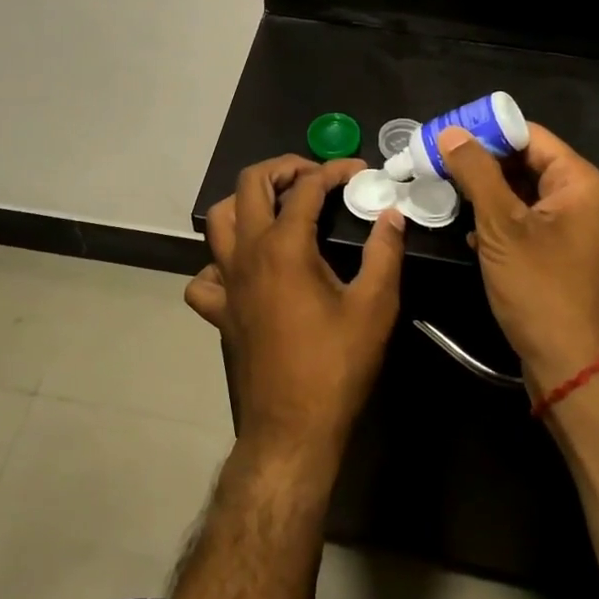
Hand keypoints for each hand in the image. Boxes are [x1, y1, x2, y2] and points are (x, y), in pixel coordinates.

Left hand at [191, 157, 406, 464]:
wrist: (292, 430)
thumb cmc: (336, 366)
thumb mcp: (374, 307)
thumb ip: (384, 253)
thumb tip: (392, 215)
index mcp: (285, 246)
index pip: (306, 187)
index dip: (334, 171)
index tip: (359, 171)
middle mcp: (247, 253)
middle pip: (249, 184)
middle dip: (282, 167)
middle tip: (313, 175)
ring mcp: (226, 281)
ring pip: (219, 219)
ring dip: (245, 201)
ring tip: (277, 206)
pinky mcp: (218, 311)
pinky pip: (206, 274)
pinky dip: (220, 261)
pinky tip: (245, 268)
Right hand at [433, 124, 598, 396]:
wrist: (572, 368)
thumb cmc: (540, 289)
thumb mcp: (501, 226)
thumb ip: (476, 173)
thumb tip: (451, 131)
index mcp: (582, 184)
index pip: (531, 137)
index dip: (488, 132)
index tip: (447, 135)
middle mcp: (586, 200)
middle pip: (529, 163)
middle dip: (483, 163)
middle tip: (439, 161)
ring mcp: (577, 230)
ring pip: (525, 194)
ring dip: (488, 192)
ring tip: (446, 190)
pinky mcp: (564, 255)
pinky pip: (529, 222)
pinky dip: (500, 220)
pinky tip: (469, 230)